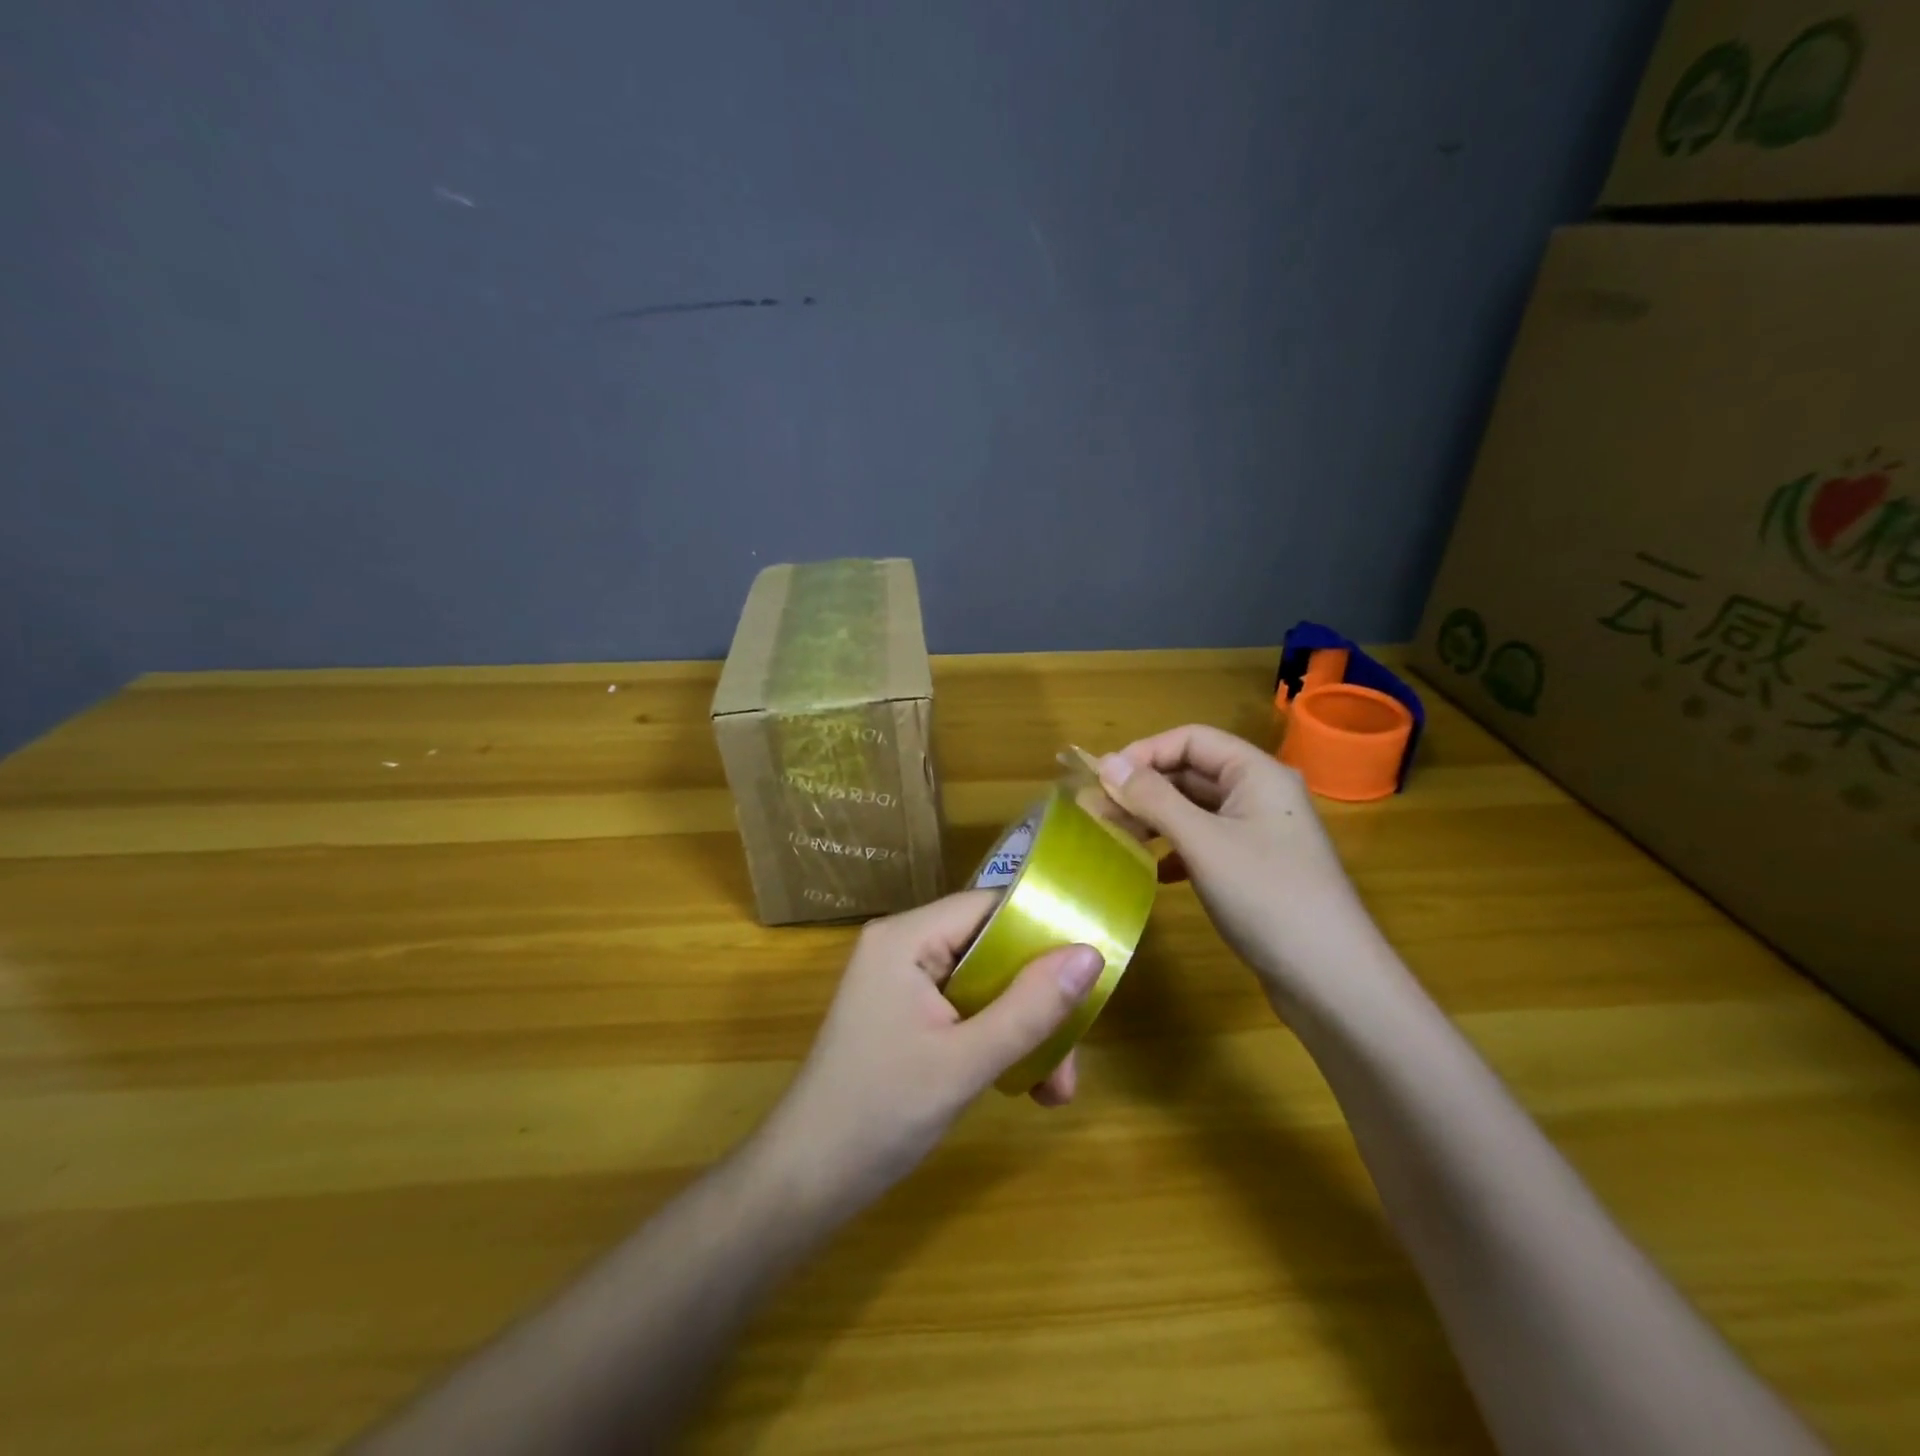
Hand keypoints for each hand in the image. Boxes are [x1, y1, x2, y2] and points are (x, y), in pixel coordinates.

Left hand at [755, 891, 1102, 1218]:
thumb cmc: (880, 1113)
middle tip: (1071, 1057)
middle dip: (1037, 1001)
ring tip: (1054, 1089)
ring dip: (1023, 1030)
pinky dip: (996, 1040)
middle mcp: (903, 946)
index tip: (1089, 970)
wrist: (805, 1182)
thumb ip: (1030, 1006)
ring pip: (984, 984)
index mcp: (906, 937)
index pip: (990, 906)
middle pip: (991, 949)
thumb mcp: (966, 1062)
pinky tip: (1024, 1085)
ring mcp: (902, 982)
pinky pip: (965, 1009)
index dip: (1043, 930)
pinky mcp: (904, 1014)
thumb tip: (1091, 954)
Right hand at [1095, 725, 1385, 1008]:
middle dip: (1143, 788)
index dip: (1144, 753)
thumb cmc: (1266, 896)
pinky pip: (1205, 843)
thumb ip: (1153, 799)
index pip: (1191, 739)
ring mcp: (1259, 833)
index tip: (1101, 779)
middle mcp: (1260, 794)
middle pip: (1192, 772)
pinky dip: (1175, 850)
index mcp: (1257, 773)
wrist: (1332, 980)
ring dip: (1155, 820)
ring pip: (1195, 810)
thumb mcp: (1202, 842)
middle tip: (1097, 812)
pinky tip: (1153, 872)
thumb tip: (1106, 762)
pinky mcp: (1255, 869)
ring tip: (1116, 839)